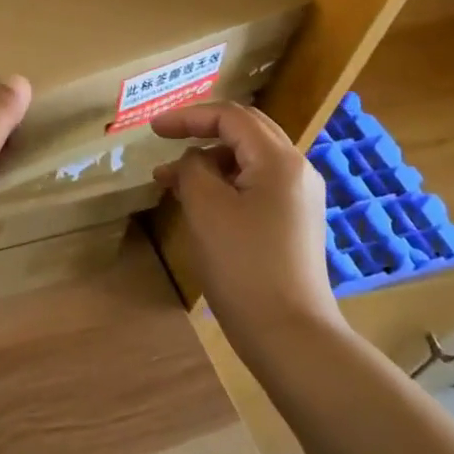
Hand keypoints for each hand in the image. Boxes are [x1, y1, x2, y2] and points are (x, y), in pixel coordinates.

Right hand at [152, 102, 340, 345]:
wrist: (292, 337)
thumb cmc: (244, 266)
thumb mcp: (206, 208)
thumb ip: (193, 168)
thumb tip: (195, 161)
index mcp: (279, 159)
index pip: (230, 116)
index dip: (188, 117)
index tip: (153, 130)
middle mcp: (297, 170)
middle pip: (246, 129)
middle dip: (202, 131)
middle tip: (166, 140)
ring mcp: (300, 197)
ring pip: (250, 158)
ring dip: (211, 159)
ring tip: (173, 180)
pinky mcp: (296, 222)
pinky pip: (257, 183)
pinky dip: (226, 181)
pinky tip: (200, 201)